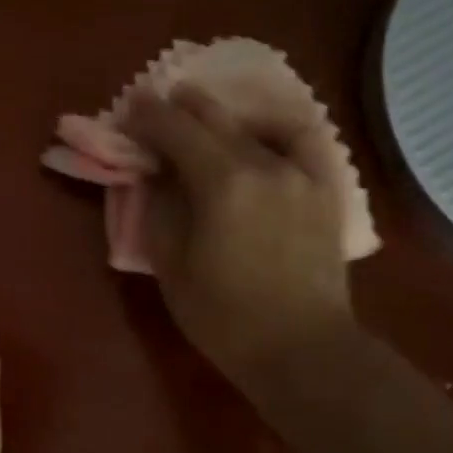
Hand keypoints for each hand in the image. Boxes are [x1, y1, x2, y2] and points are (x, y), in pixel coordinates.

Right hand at [126, 87, 358, 389]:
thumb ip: (159, 207)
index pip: (175, 130)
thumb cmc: (224, 316)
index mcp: (221, 183)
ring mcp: (301, 172)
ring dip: (220, 114)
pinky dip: (272, 126)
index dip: (148, 115)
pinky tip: (258, 131)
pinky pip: (299, 139)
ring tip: (200, 112)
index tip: (129, 107)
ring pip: (254, 124)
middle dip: (179, 107)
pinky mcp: (324, 187)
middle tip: (156, 103)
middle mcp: (264, 163)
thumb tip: (154, 173)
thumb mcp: (171, 264)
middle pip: (214, 118)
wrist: (301, 349)